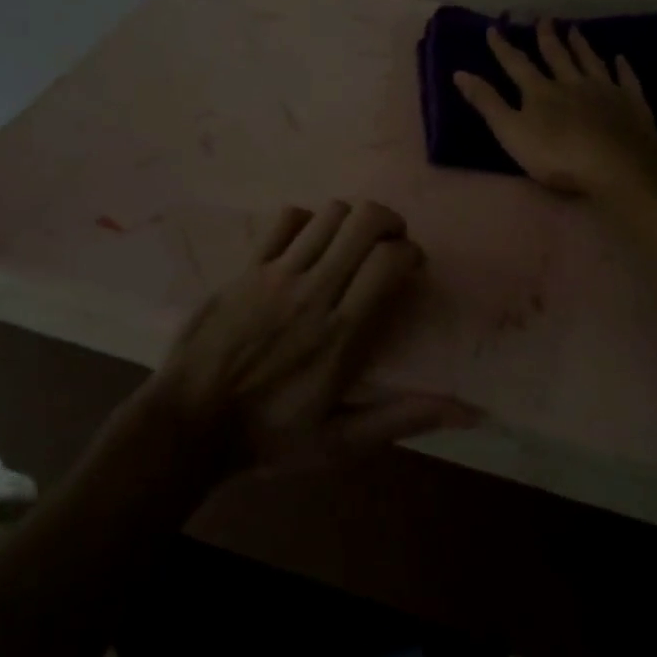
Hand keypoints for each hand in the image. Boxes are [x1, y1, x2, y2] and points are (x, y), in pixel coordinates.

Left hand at [143, 199, 477, 470]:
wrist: (188, 423)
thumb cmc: (269, 436)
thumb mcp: (341, 442)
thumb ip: (402, 417)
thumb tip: (468, 411)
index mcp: (342, 334)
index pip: (389, 261)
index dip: (410, 252)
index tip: (411, 267)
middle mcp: (314, 291)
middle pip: (364, 221)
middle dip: (389, 222)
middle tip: (388, 246)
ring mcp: (276, 274)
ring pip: (329, 213)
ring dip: (351, 221)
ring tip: (351, 244)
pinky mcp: (247, 267)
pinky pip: (285, 220)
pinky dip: (307, 221)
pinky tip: (307, 245)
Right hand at [454, 21, 656, 196]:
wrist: (617, 166)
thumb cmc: (557, 155)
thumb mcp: (511, 132)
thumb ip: (487, 103)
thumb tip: (459, 73)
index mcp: (540, 91)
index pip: (516, 64)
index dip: (503, 47)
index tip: (493, 28)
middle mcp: (571, 82)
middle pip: (557, 56)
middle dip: (547, 37)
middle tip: (544, 18)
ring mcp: (604, 90)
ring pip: (590, 61)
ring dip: (581, 45)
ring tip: (575, 29)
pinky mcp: (631, 103)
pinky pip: (626, 79)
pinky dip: (622, 67)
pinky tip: (620, 58)